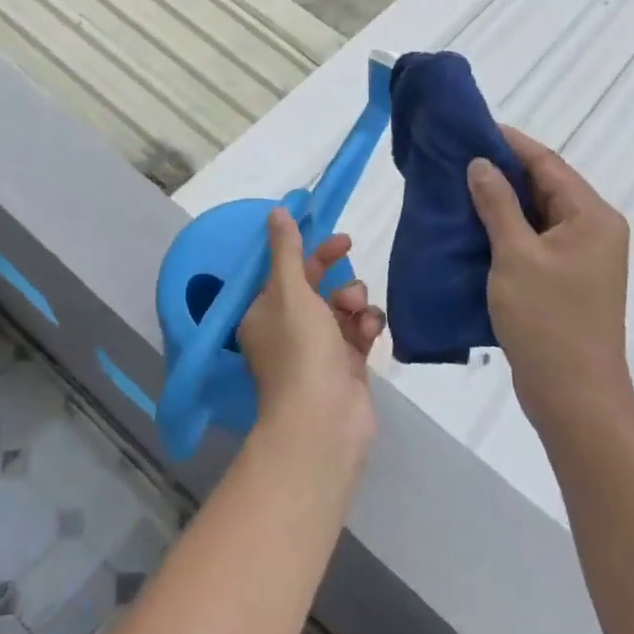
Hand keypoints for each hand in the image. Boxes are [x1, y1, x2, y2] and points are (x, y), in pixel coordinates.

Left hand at [236, 208, 383, 457]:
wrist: (324, 422)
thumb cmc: (299, 349)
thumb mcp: (289, 291)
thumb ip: (286, 250)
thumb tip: (277, 211)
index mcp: (263, 313)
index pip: (285, 271)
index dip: (309, 251)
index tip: (334, 237)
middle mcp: (286, 330)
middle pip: (314, 287)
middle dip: (334, 272)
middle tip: (349, 249)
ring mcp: (318, 351)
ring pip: (341, 308)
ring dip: (353, 299)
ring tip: (356, 310)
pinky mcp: (346, 367)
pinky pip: (358, 333)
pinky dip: (365, 326)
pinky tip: (370, 329)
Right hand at [467, 126, 633, 431]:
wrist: (574, 397)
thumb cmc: (547, 321)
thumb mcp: (516, 256)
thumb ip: (498, 204)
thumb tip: (481, 163)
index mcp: (592, 217)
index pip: (548, 164)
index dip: (509, 143)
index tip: (471, 127)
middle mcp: (593, 230)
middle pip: (544, 186)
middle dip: (501, 171)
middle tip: (455, 156)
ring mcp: (580, 258)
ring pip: (536, 215)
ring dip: (500, 201)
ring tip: (455, 186)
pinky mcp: (565, 280)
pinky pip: (533, 241)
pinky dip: (505, 230)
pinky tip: (471, 226)